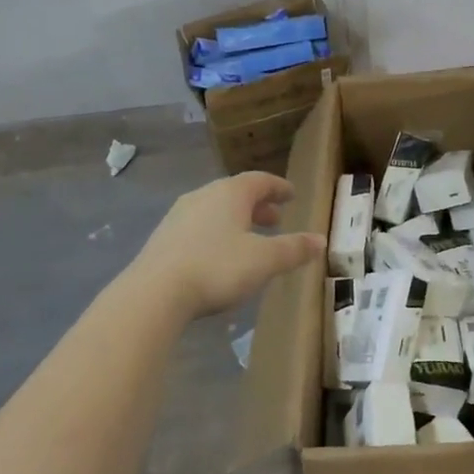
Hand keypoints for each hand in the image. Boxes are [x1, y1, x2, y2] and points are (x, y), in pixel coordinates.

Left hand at [135, 173, 323, 317]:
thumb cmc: (217, 268)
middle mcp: (204, 196)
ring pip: (215, 209)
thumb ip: (294, 249)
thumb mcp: (265, 260)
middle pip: (236, 193)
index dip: (278, 187)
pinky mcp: (163, 238)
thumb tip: (320, 240)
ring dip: (236, 219)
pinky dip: (216, 233)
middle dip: (258, 205)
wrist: (153, 294)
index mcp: (231, 193)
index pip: (260, 180)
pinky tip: (219, 255)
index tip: (291, 194)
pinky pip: (198, 226)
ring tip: (249, 238)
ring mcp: (179, 216)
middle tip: (276, 219)